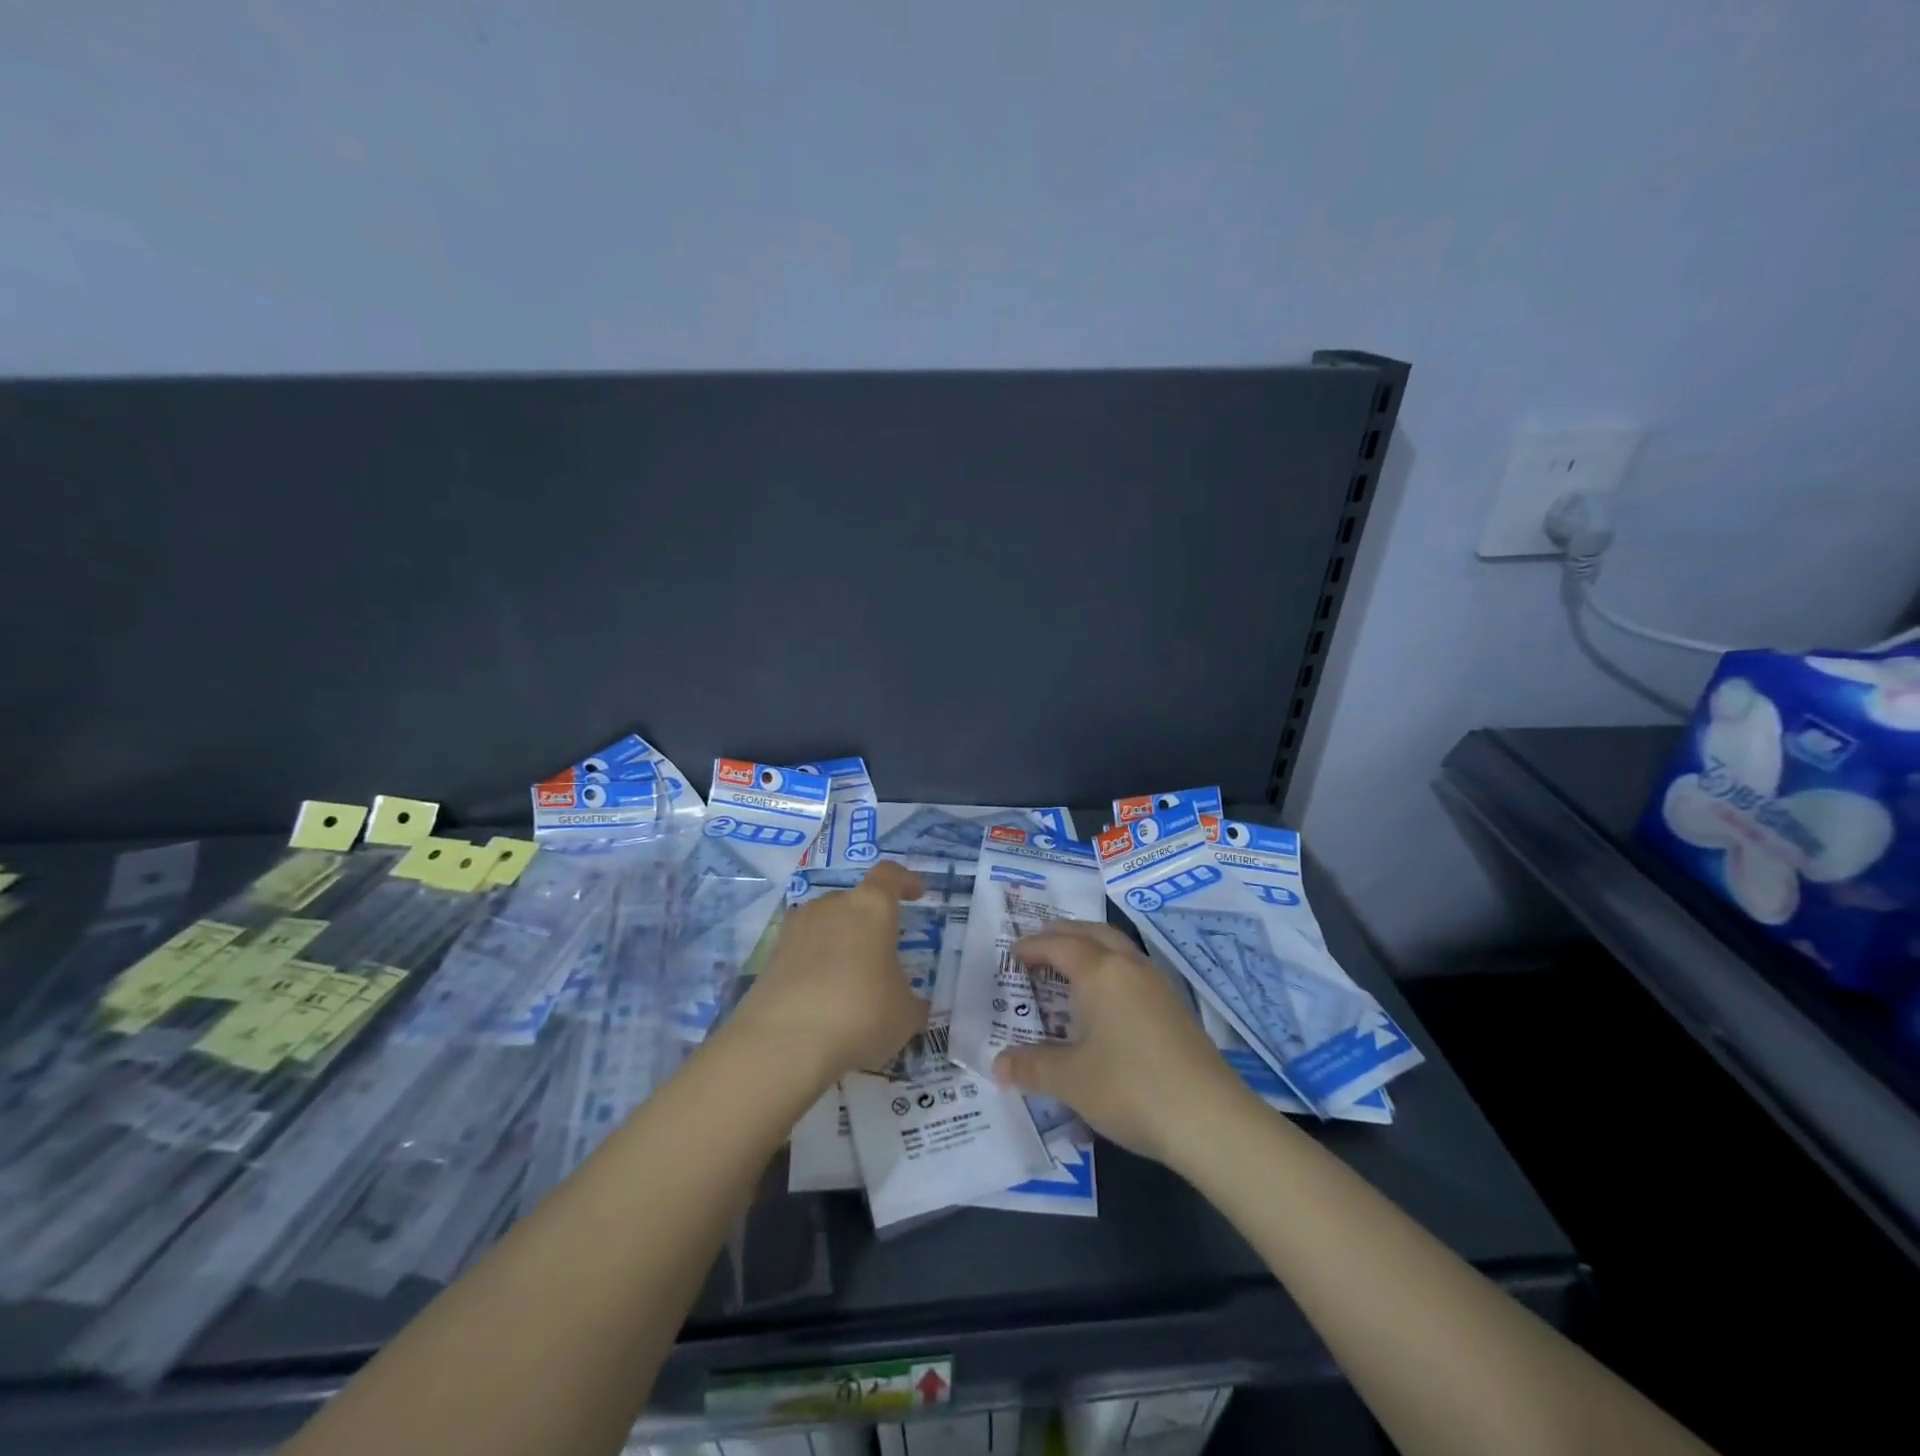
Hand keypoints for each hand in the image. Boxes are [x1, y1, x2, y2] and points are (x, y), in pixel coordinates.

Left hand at [726, 861, 927, 1088]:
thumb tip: (912, 1005)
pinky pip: (802, 952)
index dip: (905, 881)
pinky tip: (822, 999)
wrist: (784, 1044)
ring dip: (839, 943)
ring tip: (850, 979)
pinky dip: (814, 967)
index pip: (889, 876)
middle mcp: (831, 906)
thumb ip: (910, 1001)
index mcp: (871, 907)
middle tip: (882, 953)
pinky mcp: (770, 957)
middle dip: (869, 922)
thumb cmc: (861, 1013)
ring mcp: (796, 929)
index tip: (917, 893)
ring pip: (825, 925)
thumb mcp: (905, 1014)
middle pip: (853, 901)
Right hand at [993, 922, 1250, 1165]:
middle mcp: (1129, 967)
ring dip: (1090, 947)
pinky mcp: (1175, 1007)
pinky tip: (1106, 999)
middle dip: (1062, 934)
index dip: (1032, 947)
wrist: (1210, 1119)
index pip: (1058, 945)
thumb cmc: (1130, 1088)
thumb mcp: (1071, 1080)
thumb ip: (1032, 1067)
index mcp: (1100, 972)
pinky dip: (1110, 968)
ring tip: (1069, 966)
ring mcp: (1157, 985)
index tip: (1012, 955)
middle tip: (1038, 946)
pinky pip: (1134, 969)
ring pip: (1118, 947)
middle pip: (1092, 932)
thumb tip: (998, 1065)